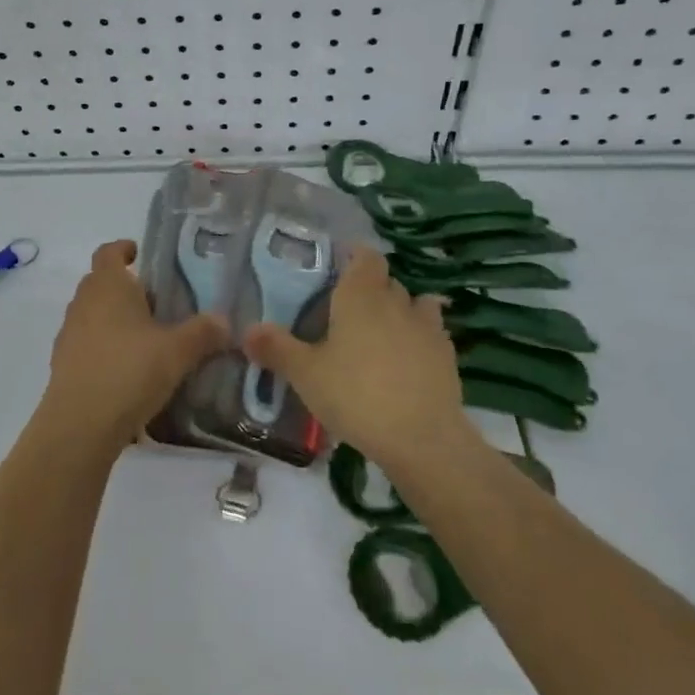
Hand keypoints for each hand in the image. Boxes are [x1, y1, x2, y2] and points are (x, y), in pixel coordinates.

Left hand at [43, 239, 228, 451]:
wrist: (80, 424)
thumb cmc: (129, 370)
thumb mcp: (177, 351)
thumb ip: (203, 333)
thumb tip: (225, 321)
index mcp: (108, 285)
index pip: (109, 251)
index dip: (124, 249)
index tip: (140, 254)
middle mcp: (83, 302)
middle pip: (101, 283)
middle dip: (126, 288)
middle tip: (158, 303)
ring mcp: (68, 333)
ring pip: (93, 314)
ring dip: (115, 320)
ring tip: (146, 339)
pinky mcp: (63, 364)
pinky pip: (87, 344)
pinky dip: (105, 348)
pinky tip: (128, 371)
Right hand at [243, 247, 480, 471]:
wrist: (422, 438)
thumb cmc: (355, 395)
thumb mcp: (305, 374)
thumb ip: (276, 348)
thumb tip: (246, 330)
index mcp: (360, 295)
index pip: (365, 256)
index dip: (355, 256)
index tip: (339, 266)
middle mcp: (395, 301)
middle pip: (386, 281)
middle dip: (370, 288)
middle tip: (347, 309)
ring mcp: (427, 328)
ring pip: (414, 304)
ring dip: (400, 310)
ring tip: (381, 331)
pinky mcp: (447, 356)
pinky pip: (432, 333)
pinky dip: (419, 338)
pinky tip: (407, 359)